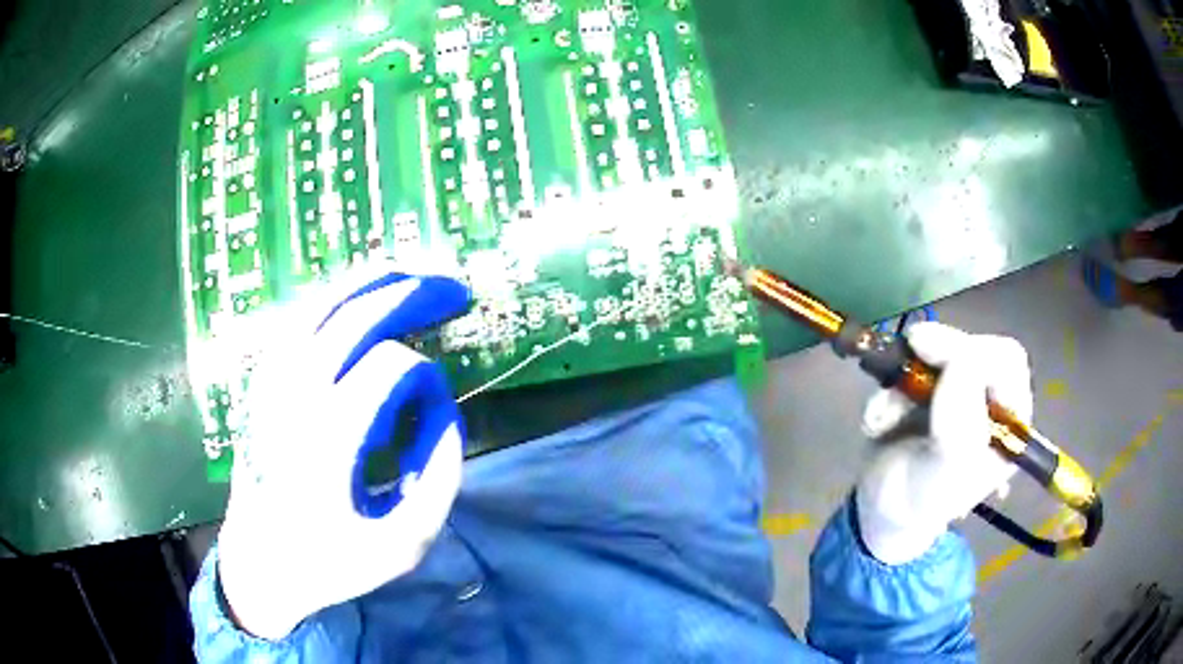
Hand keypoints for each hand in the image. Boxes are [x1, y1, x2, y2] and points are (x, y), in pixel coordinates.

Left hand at [216, 268, 470, 639]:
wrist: (261, 566)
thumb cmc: (332, 562)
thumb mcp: (404, 544)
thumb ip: (438, 478)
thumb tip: (443, 413)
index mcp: (328, 438)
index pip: (389, 367)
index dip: (426, 379)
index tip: (439, 409)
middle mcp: (294, 397)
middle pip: (353, 318)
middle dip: (408, 295)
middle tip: (450, 289)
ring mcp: (270, 385)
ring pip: (317, 308)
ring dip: (365, 286)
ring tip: (405, 275)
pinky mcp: (260, 387)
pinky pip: (294, 324)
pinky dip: (329, 302)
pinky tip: (352, 301)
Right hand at [855, 322, 1032, 564]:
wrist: (879, 511)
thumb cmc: (917, 503)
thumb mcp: (940, 479)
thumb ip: (958, 430)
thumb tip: (960, 362)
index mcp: (1008, 425)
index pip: (1007, 365)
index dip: (977, 353)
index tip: (934, 355)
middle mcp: (990, 400)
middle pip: (978, 347)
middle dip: (943, 349)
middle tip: (912, 345)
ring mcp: (961, 387)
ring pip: (942, 348)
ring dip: (905, 375)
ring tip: (882, 419)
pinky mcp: (930, 381)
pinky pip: (912, 361)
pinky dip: (889, 384)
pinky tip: (878, 421)